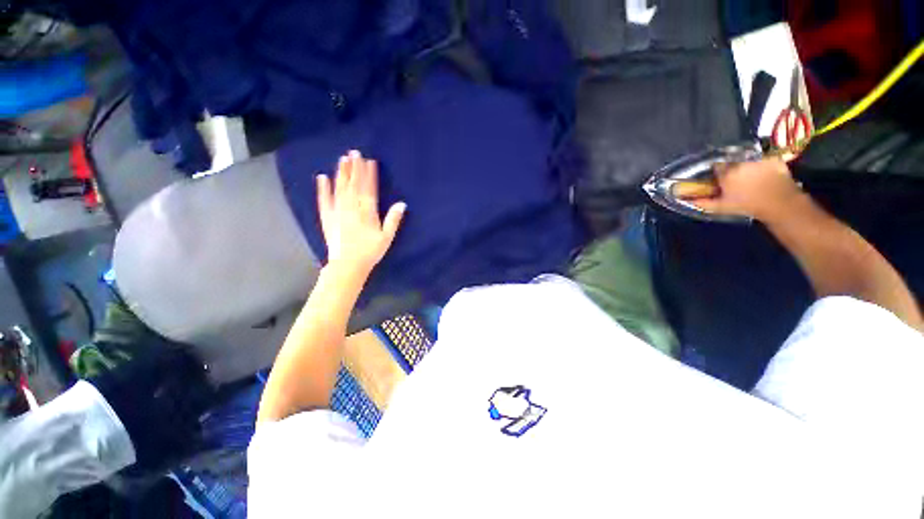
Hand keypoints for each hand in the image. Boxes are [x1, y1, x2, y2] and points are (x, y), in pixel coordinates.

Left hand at [316, 151, 405, 277]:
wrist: (348, 265)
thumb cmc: (370, 252)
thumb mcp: (386, 237)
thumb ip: (393, 220)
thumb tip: (402, 204)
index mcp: (367, 212)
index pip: (368, 189)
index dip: (369, 174)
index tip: (369, 161)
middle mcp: (351, 208)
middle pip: (353, 184)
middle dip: (354, 168)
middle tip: (354, 152)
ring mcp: (337, 211)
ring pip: (339, 188)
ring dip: (341, 173)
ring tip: (342, 159)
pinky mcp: (327, 217)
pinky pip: (324, 200)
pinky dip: (323, 189)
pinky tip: (322, 177)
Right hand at [688, 158, 805, 222]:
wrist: (778, 203)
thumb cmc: (747, 205)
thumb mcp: (722, 207)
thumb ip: (704, 202)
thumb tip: (688, 200)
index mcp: (726, 173)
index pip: (716, 167)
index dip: (718, 172)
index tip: (720, 178)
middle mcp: (741, 163)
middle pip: (733, 162)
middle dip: (733, 168)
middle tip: (737, 179)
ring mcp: (758, 160)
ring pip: (749, 160)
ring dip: (748, 166)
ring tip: (752, 177)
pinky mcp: (774, 160)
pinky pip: (766, 160)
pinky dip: (765, 166)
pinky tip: (766, 175)